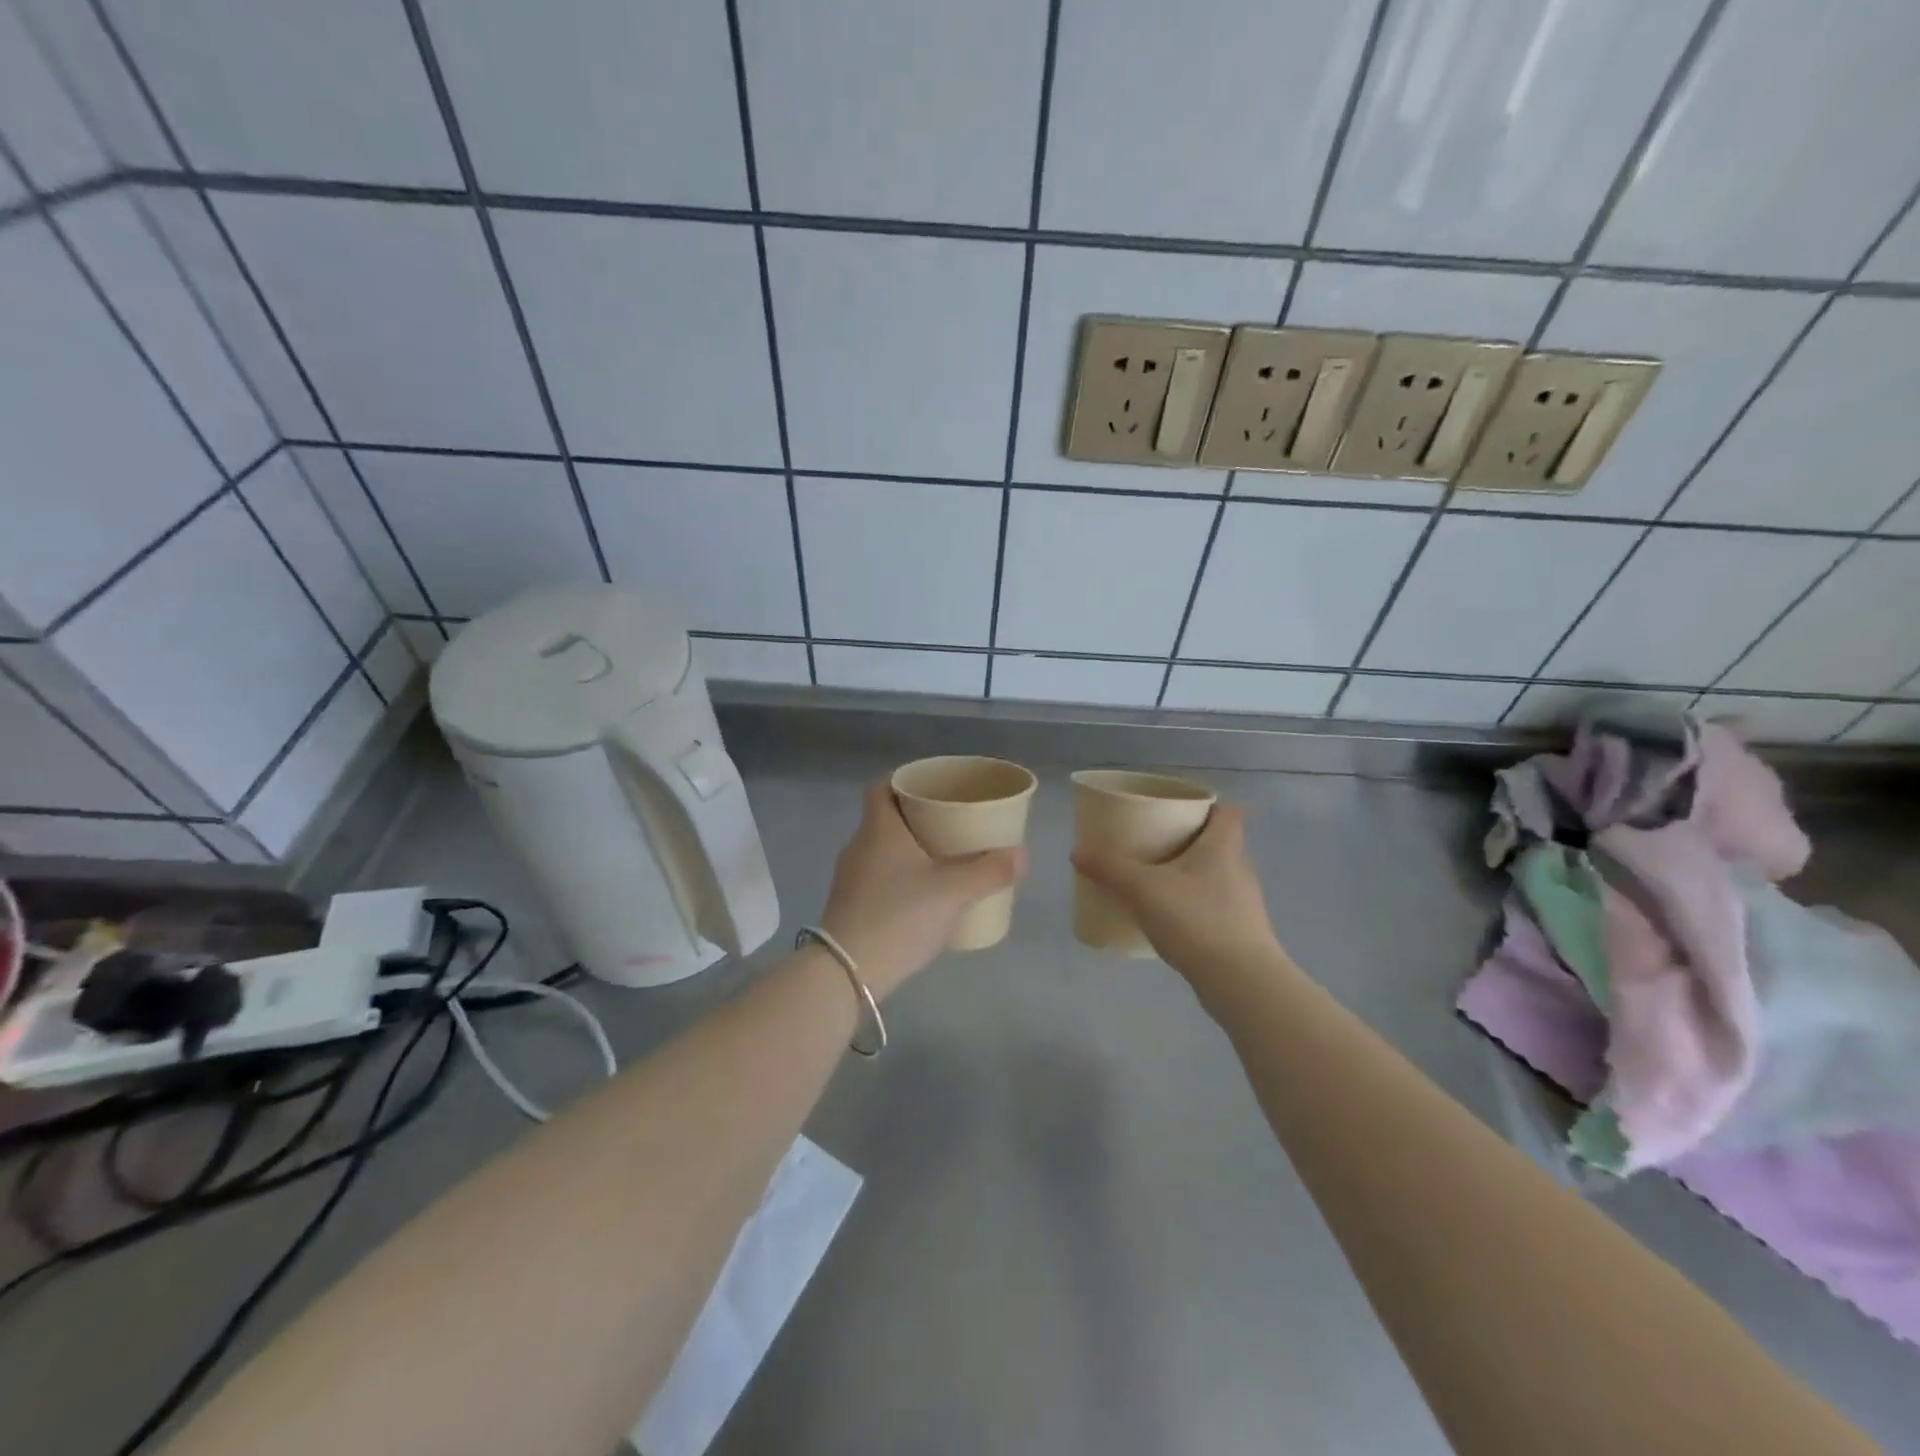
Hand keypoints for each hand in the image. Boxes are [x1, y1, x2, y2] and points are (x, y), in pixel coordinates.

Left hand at [819, 782, 1025, 998]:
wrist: (847, 972)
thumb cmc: (899, 916)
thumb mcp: (953, 892)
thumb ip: (989, 872)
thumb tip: (1021, 854)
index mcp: (878, 829)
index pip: (881, 787)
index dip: (904, 780)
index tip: (932, 788)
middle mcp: (859, 846)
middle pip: (885, 818)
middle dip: (917, 817)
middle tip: (951, 824)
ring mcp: (850, 878)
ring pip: (882, 849)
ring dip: (909, 849)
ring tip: (943, 860)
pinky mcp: (849, 905)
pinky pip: (877, 877)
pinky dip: (899, 876)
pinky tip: (923, 896)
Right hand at [1071, 803, 1289, 994]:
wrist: (1242, 983)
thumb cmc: (1198, 920)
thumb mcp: (1144, 890)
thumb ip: (1110, 869)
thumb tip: (1077, 852)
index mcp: (1223, 846)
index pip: (1226, 811)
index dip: (1204, 805)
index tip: (1175, 809)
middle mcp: (1238, 867)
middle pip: (1217, 841)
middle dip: (1187, 838)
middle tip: (1153, 840)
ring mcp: (1242, 902)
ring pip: (1213, 874)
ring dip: (1187, 872)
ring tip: (1153, 878)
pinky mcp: (1238, 931)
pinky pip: (1211, 903)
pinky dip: (1190, 902)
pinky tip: (1167, 916)